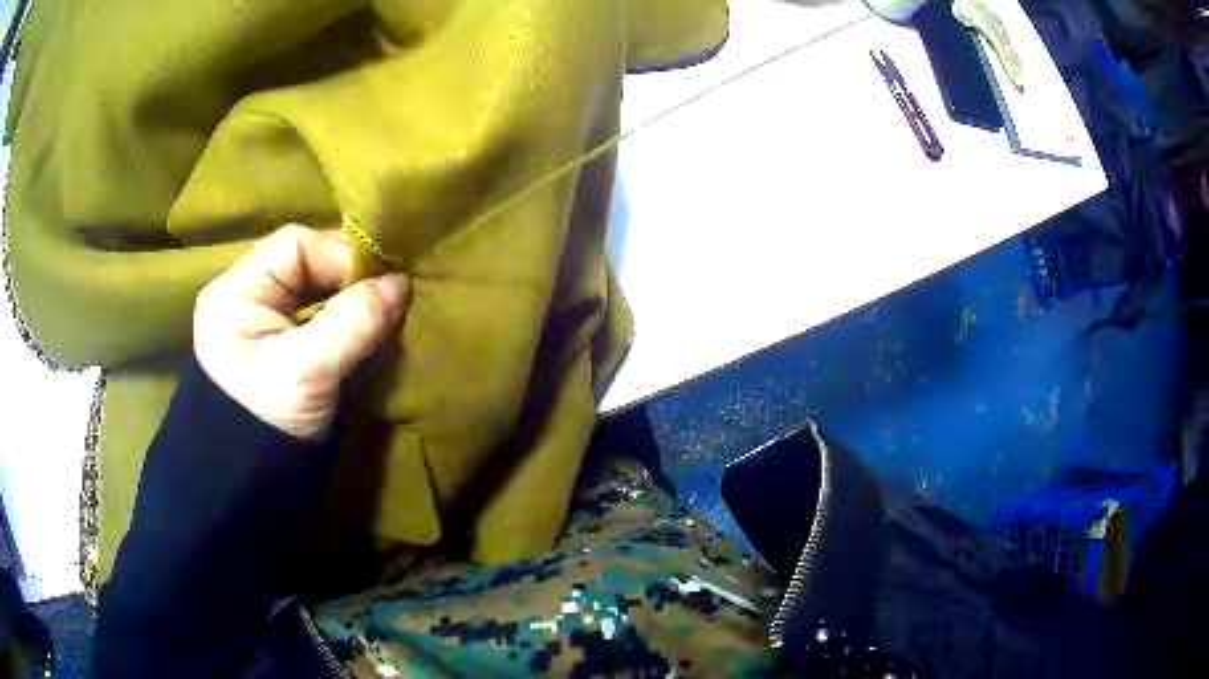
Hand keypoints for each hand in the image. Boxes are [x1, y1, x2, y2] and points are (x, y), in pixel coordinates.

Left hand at [193, 224, 408, 439]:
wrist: (252, 484)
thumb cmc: (268, 425)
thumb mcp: (307, 374)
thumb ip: (351, 323)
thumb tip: (400, 284)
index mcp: (234, 292)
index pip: (294, 245)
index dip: (340, 256)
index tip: (381, 284)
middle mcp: (244, 294)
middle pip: (304, 261)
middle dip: (347, 276)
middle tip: (387, 295)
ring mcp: (259, 318)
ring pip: (312, 285)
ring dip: (348, 295)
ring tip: (381, 308)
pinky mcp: (277, 340)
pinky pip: (315, 310)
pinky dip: (342, 313)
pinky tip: (363, 323)